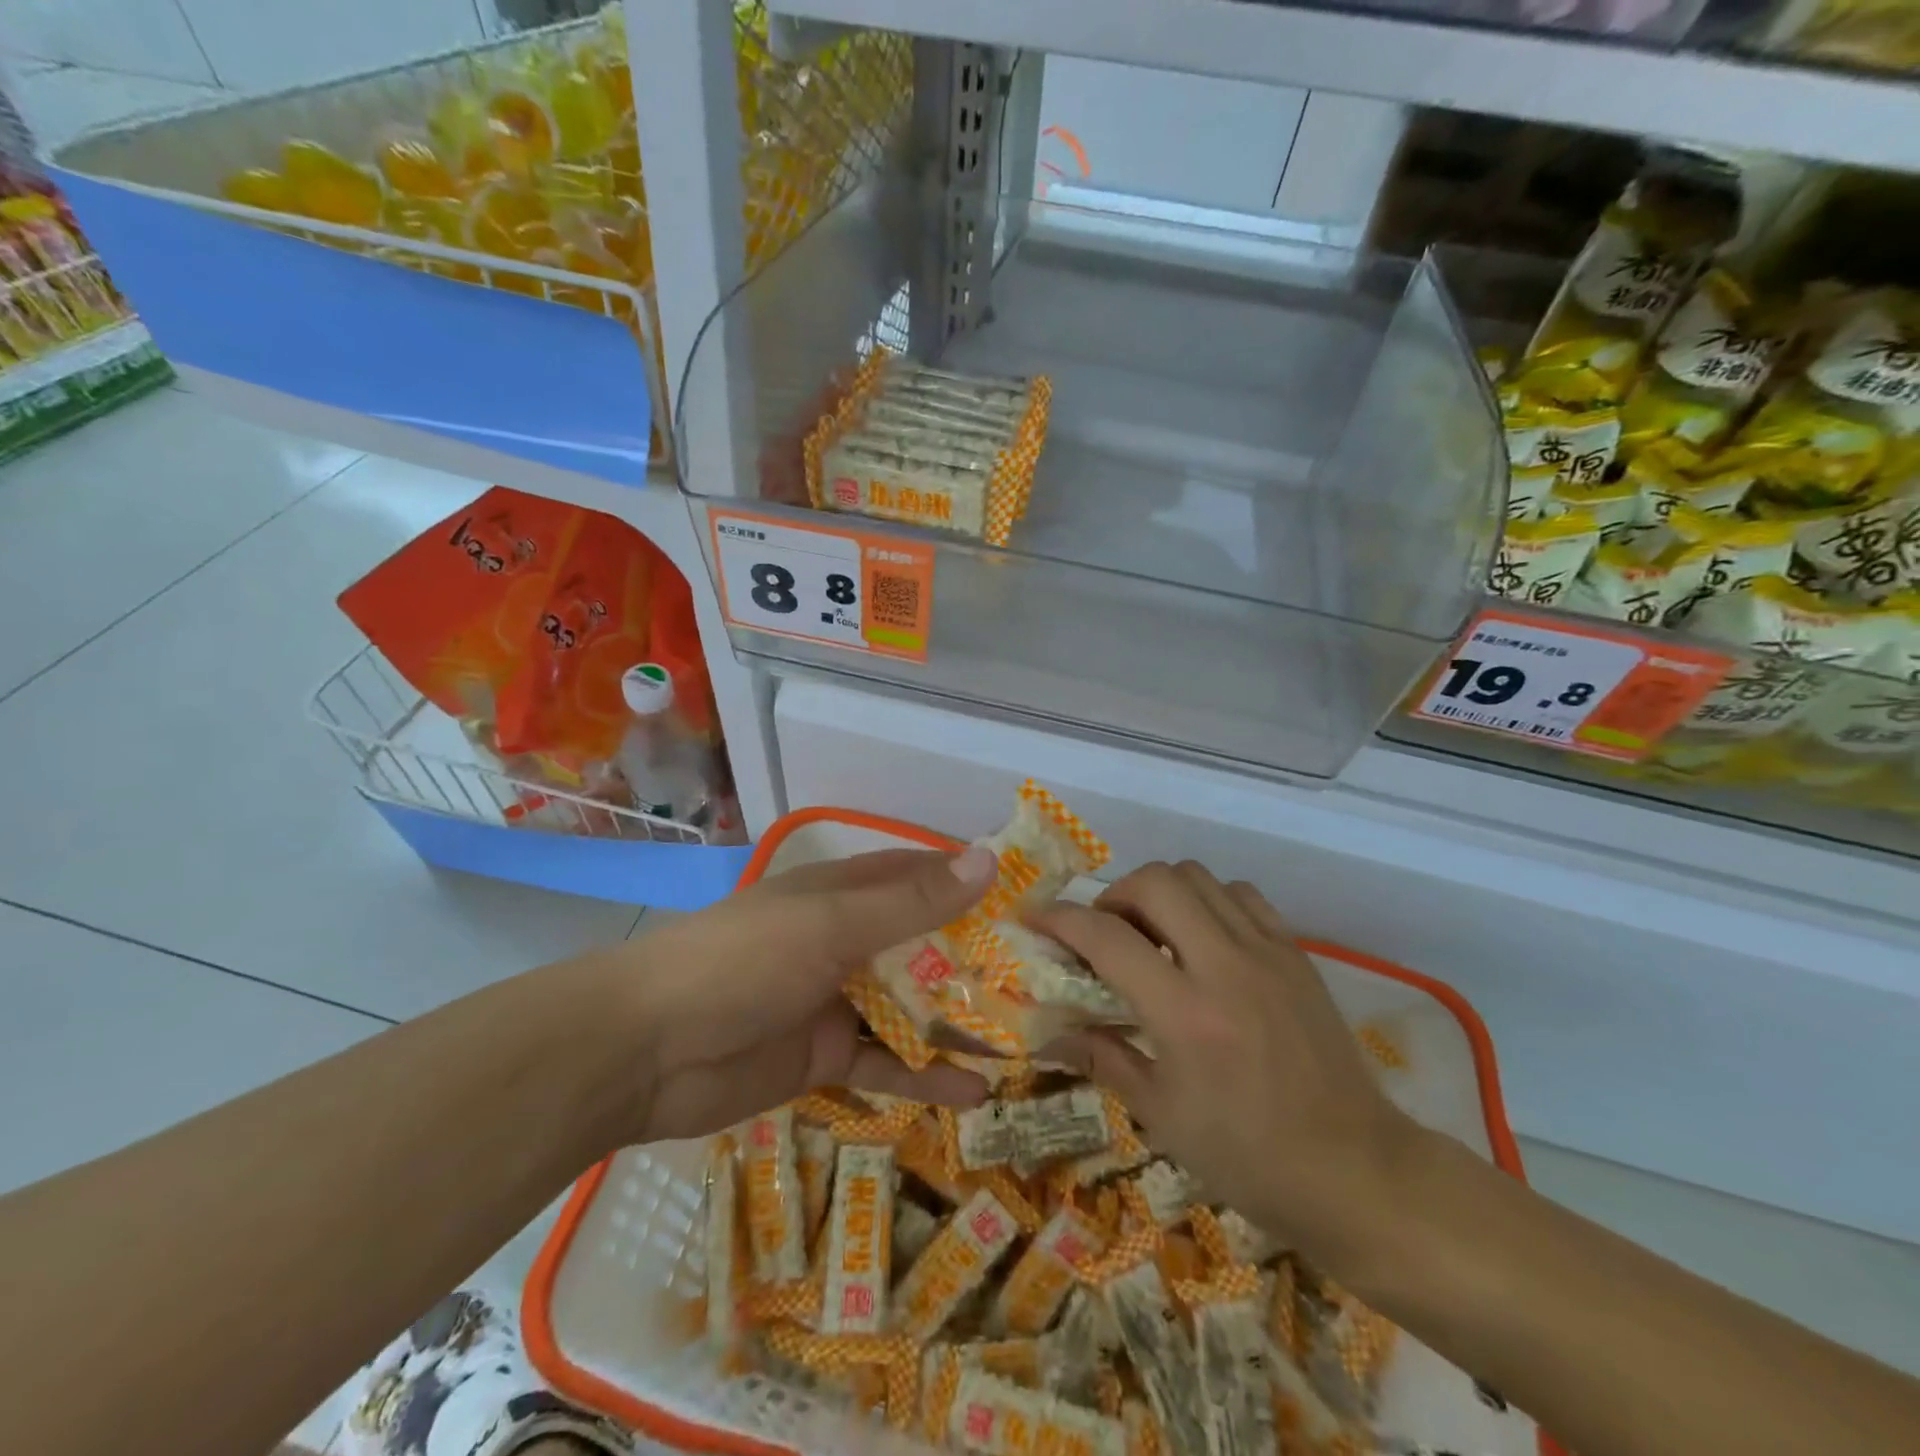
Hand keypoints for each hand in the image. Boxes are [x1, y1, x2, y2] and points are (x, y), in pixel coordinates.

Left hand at [613, 846, 996, 1141]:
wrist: (645, 1050)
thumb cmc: (743, 961)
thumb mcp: (832, 926)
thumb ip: (910, 903)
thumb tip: (988, 862)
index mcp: (844, 895)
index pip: (922, 878)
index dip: (973, 885)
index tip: (1034, 902)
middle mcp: (845, 940)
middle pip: (924, 945)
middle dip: (978, 961)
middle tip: (1046, 983)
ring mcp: (835, 1000)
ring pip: (911, 1007)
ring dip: (959, 1021)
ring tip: (1025, 1040)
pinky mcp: (823, 1057)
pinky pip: (884, 1063)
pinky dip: (924, 1075)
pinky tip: (974, 1094)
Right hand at [1035, 861, 1420, 1264]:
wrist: (1356, 1171)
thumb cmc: (1248, 1156)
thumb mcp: (1161, 1115)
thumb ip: (1102, 1058)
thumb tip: (1047, 1034)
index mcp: (1185, 1013)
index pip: (1106, 937)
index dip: (1060, 918)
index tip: (1034, 917)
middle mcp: (1225, 966)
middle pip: (1156, 881)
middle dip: (1114, 893)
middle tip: (1103, 930)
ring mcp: (1267, 952)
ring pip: (1198, 877)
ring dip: (1160, 891)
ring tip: (1151, 932)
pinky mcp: (1295, 953)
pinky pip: (1241, 895)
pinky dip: (1208, 900)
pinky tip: (1202, 938)